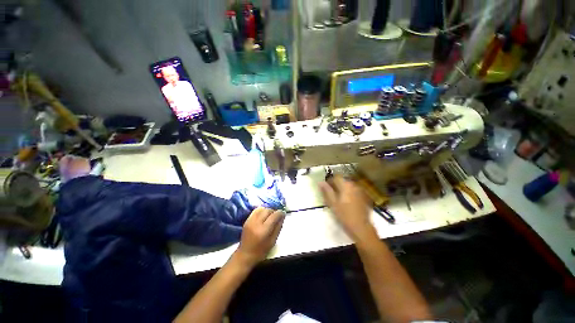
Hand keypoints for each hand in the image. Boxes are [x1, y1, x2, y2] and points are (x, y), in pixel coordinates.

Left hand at [235, 207, 284, 267]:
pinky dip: (261, 210)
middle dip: (274, 211)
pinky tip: (264, 215)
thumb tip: (282, 216)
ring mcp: (250, 221)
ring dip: (268, 210)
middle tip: (277, 215)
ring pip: (261, 209)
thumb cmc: (261, 251)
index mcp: (263, 230)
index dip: (280, 213)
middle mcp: (256, 223)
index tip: (283, 213)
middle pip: (267, 210)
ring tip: (270, 215)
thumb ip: (278, 227)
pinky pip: (256, 210)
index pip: (273, 216)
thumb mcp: (273, 241)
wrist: (245, 255)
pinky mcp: (247, 220)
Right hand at [319, 176, 374, 241]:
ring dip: (342, 190)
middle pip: (342, 181)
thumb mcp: (332, 203)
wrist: (361, 228)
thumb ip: (326, 191)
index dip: (329, 181)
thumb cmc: (344, 215)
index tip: (325, 188)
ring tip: (338, 199)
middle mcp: (354, 185)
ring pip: (348, 186)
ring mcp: (360, 191)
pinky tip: (347, 203)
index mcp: (346, 185)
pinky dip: (349, 194)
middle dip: (336, 186)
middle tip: (330, 195)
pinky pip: (353, 191)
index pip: (336, 177)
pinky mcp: (364, 197)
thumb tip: (320, 182)